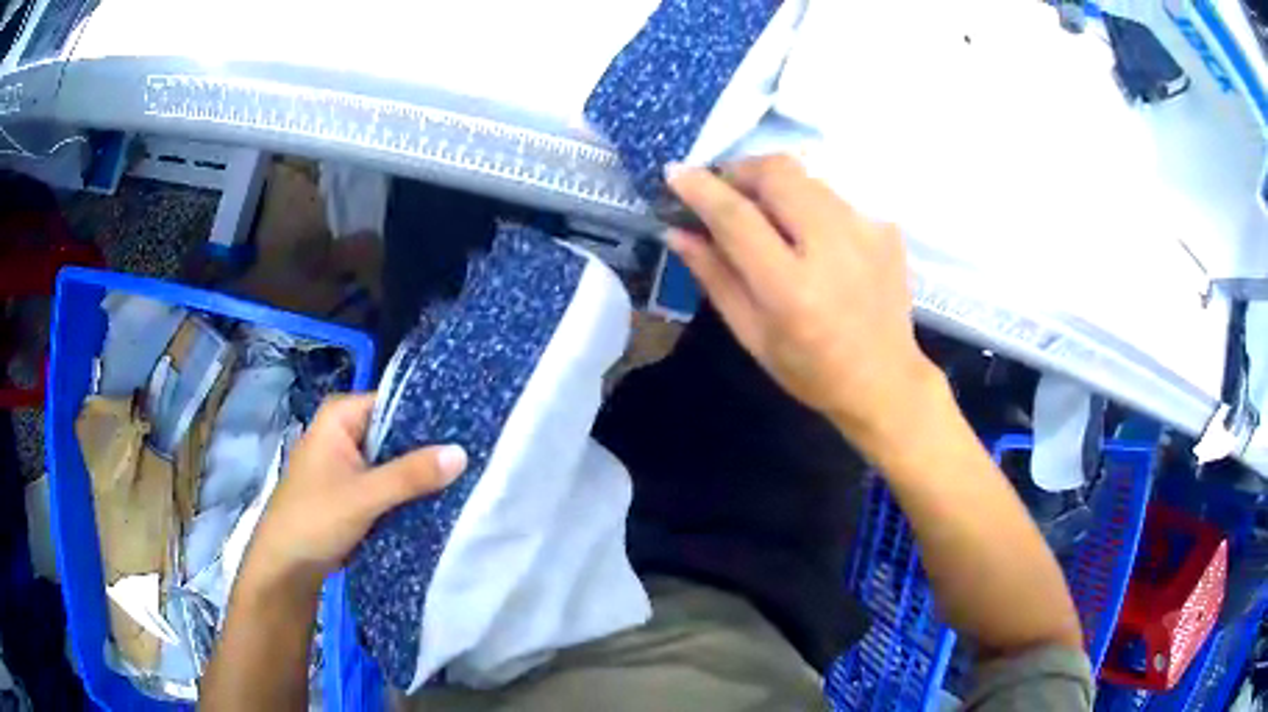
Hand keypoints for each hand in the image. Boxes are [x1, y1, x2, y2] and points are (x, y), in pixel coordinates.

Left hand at [241, 394, 466, 594]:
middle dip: (430, 448)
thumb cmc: (314, 519)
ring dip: (422, 473)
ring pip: (395, 461)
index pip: (395, 402)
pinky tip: (442, 498)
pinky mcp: (355, 491)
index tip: (470, 429)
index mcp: (340, 416)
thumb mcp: (364, 496)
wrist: (287, 567)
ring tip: (469, 476)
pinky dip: (409, 492)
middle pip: (397, 432)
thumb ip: (411, 474)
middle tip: (477, 456)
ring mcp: (349, 463)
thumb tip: (463, 452)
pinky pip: (389, 483)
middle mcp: (345, 431)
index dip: (431, 415)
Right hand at [666, 155, 940, 449]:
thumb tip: (677, 230)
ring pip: (807, 177)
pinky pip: (834, 196)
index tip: (676, 174)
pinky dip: (810, 206)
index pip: (738, 218)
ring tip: (768, 217)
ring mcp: (867, 232)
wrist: (885, 380)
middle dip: (742, 172)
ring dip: (776, 186)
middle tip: (727, 194)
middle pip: (778, 173)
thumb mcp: (751, 334)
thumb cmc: (811, 370)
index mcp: (791, 289)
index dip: (702, 189)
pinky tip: (812, 240)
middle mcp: (833, 249)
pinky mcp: (886, 228)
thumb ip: (714, 276)